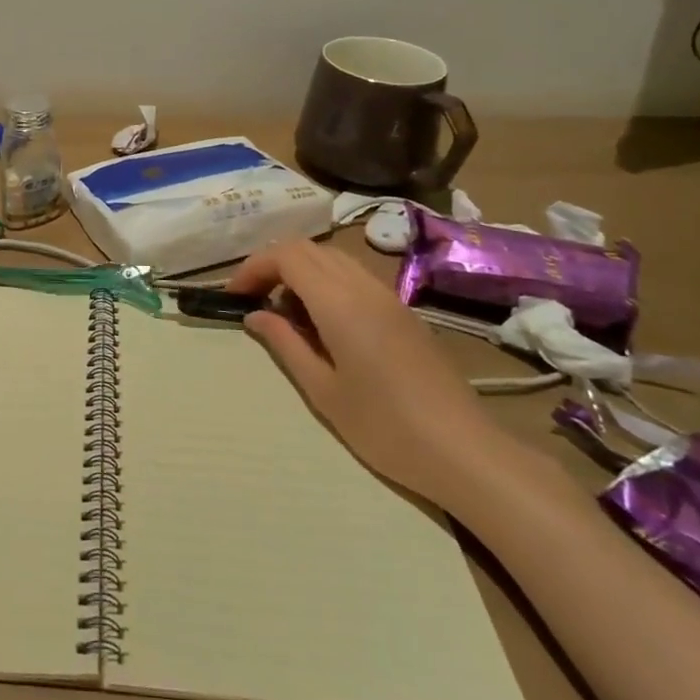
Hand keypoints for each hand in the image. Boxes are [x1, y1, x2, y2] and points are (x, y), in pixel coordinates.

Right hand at [227, 238, 529, 508]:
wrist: (464, 451)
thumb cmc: (385, 427)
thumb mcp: (322, 391)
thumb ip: (285, 344)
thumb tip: (255, 315)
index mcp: (339, 303)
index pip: (287, 255)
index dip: (255, 266)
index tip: (234, 295)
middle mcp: (363, 287)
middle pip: (308, 248)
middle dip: (273, 264)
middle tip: (252, 299)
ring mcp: (387, 296)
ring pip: (332, 259)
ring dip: (300, 271)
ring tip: (283, 312)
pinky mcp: (402, 311)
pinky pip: (353, 276)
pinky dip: (325, 283)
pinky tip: (320, 322)